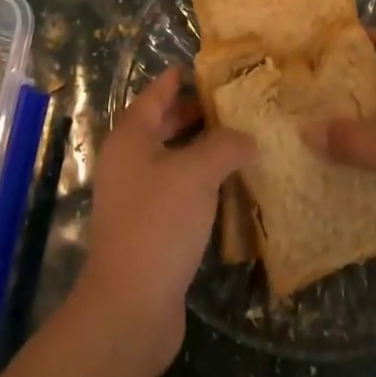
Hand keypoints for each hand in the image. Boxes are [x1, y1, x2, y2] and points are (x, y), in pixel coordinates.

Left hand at [75, 69, 252, 375]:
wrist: (130, 308)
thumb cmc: (159, 223)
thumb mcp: (197, 173)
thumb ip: (224, 146)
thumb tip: (247, 137)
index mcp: (131, 137)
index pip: (155, 94)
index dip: (177, 78)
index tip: (205, 68)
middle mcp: (128, 162)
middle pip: (162, 126)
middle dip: (194, 114)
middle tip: (233, 105)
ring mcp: (135, 198)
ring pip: (171, 161)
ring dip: (200, 151)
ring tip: (239, 142)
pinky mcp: (147, 231)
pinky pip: (176, 193)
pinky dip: (199, 185)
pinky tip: (228, 189)